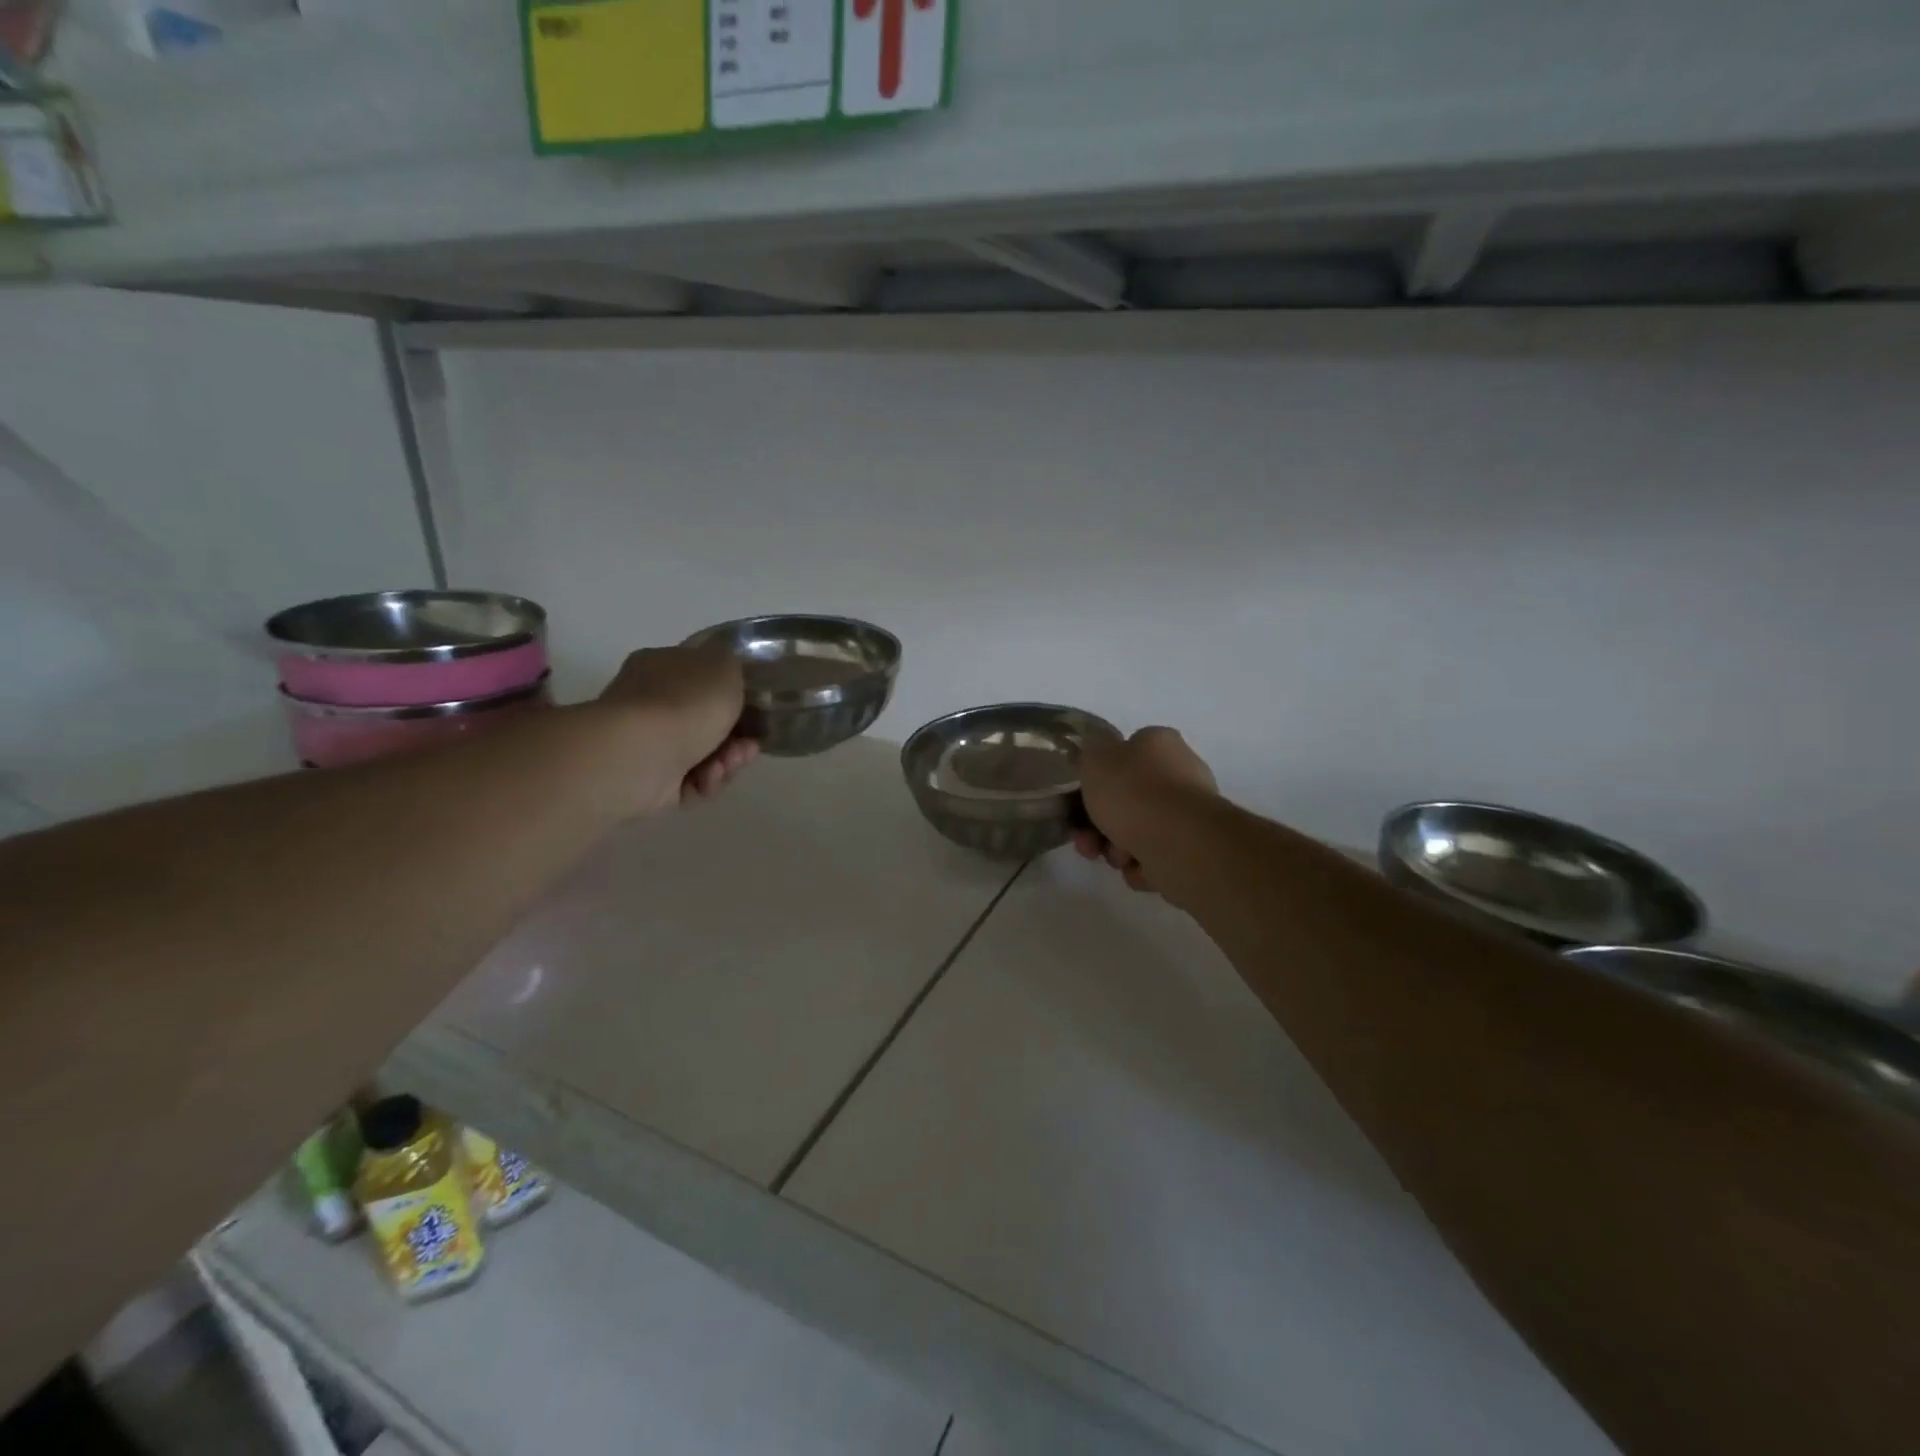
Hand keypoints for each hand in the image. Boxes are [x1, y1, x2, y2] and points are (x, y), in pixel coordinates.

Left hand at [598, 643, 756, 811]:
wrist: (640, 754)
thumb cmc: (685, 702)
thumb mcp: (724, 666)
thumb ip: (734, 666)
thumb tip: (729, 675)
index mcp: (662, 666)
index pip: (701, 677)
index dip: (734, 695)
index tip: (757, 710)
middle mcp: (650, 702)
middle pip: (706, 721)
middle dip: (736, 736)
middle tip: (750, 745)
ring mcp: (648, 743)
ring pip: (702, 753)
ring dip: (726, 761)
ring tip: (729, 764)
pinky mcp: (649, 780)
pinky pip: (690, 782)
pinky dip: (705, 781)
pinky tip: (709, 778)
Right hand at [1072, 726, 1217, 894]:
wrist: (1179, 843)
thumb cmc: (1133, 793)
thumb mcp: (1095, 758)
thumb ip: (1089, 752)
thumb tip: (1096, 754)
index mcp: (1159, 743)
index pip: (1123, 754)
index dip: (1097, 778)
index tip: (1079, 799)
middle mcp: (1179, 773)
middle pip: (1127, 799)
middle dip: (1100, 823)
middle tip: (1085, 838)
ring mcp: (1188, 813)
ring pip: (1137, 831)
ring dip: (1116, 847)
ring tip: (1116, 857)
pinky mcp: (1192, 849)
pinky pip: (1154, 857)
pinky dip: (1140, 865)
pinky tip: (1137, 867)